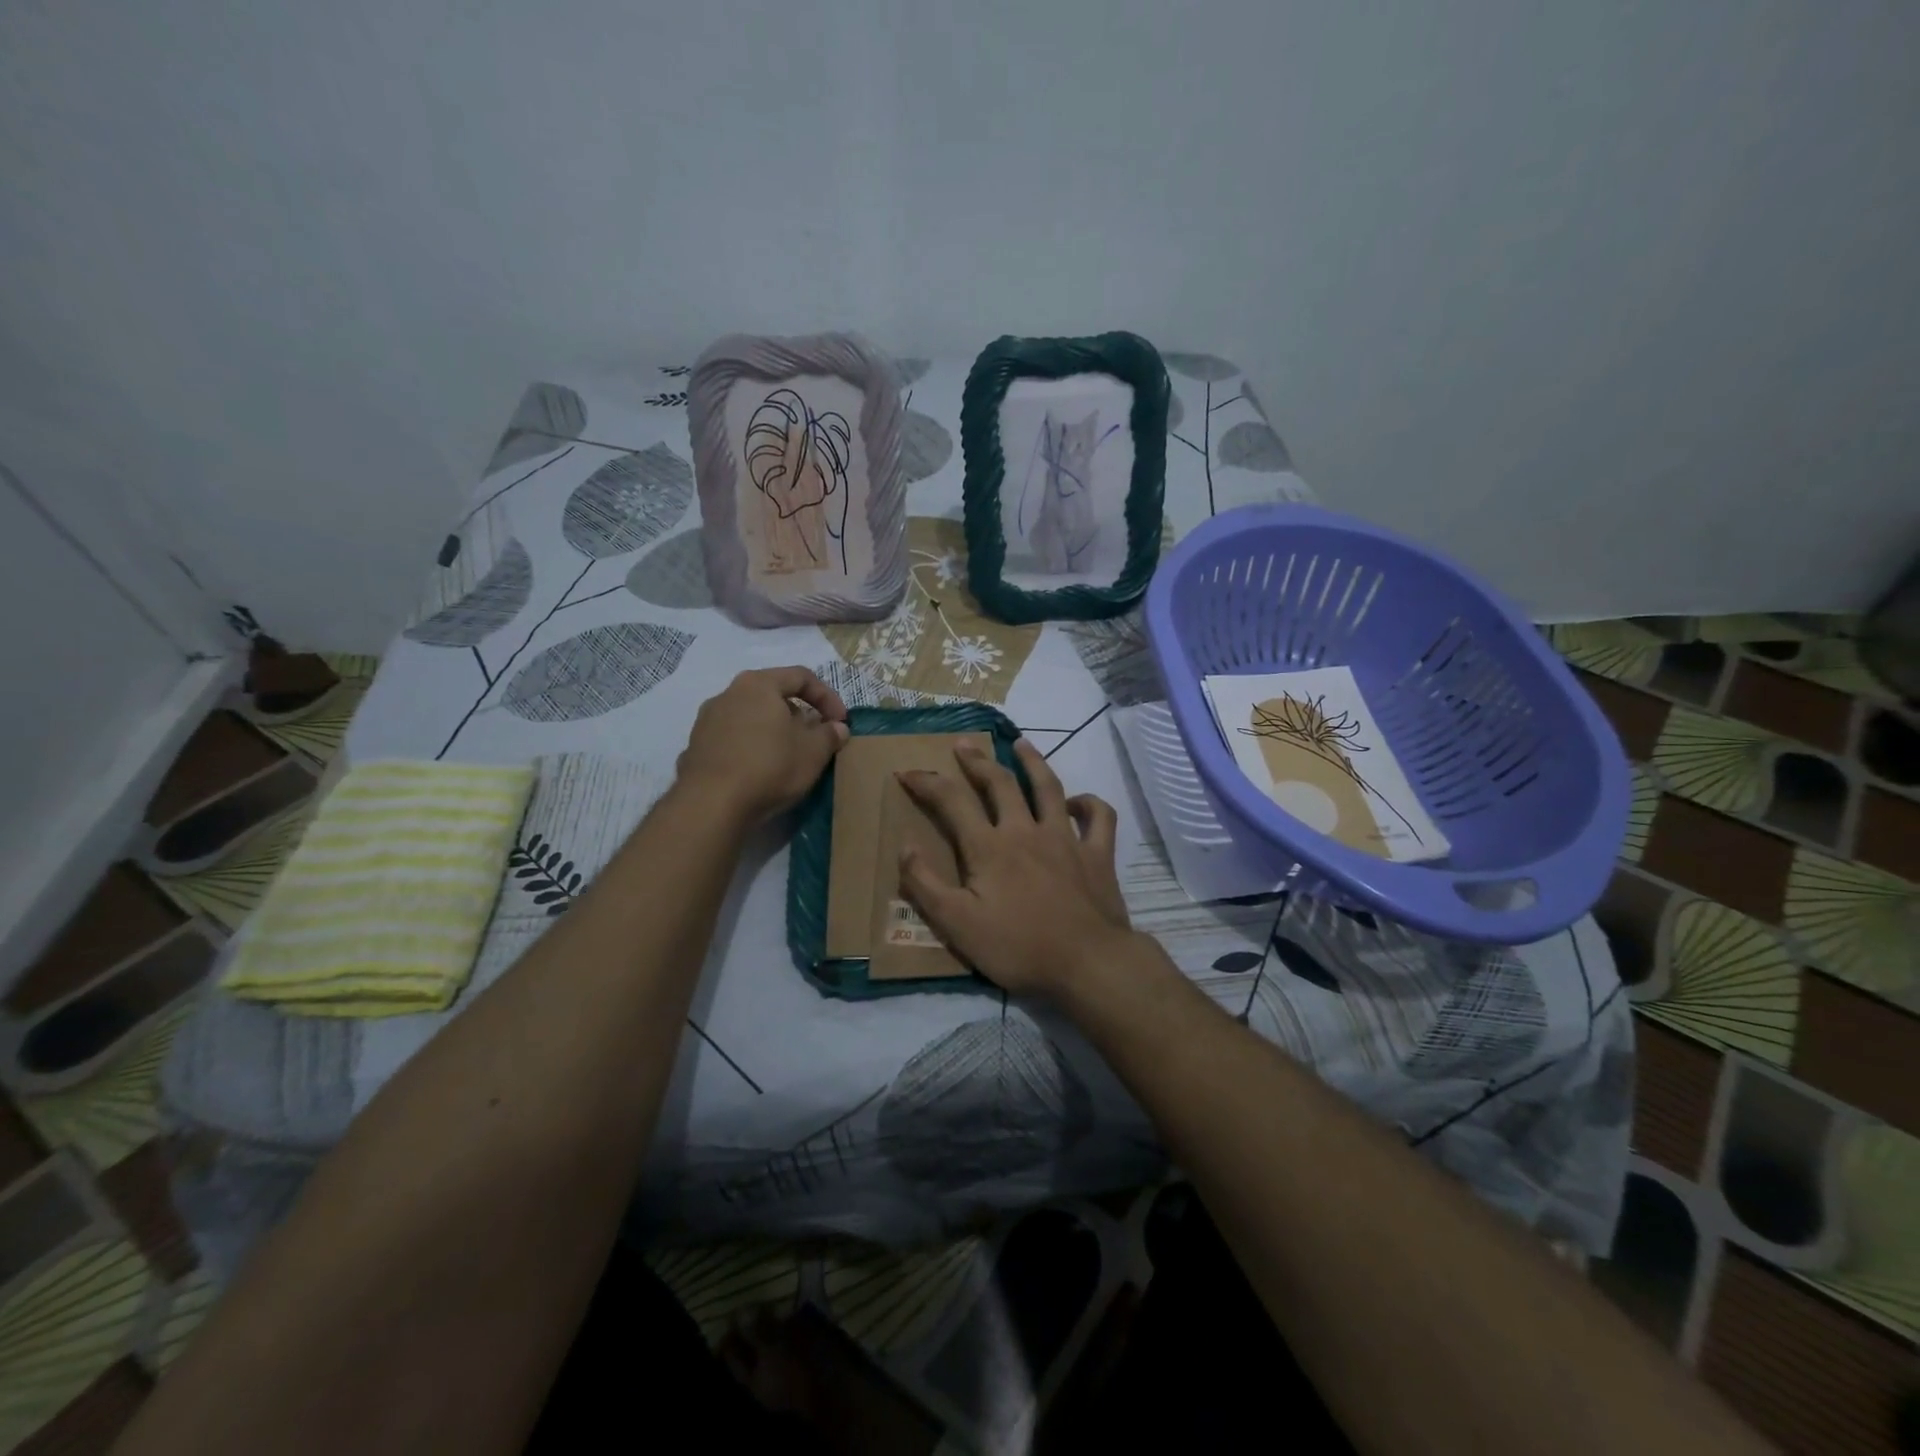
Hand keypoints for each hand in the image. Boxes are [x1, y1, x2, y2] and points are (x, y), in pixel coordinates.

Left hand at [677, 667, 848, 823]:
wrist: (711, 804)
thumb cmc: (770, 766)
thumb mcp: (814, 752)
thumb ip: (829, 734)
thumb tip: (837, 728)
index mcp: (758, 684)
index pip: (801, 677)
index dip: (828, 697)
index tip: (840, 722)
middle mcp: (728, 694)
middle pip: (772, 695)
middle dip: (799, 714)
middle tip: (814, 738)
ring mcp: (707, 720)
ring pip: (750, 717)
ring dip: (773, 731)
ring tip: (788, 756)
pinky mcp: (696, 747)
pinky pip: (732, 739)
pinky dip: (751, 748)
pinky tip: (760, 772)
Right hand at [897, 739, 1133, 998]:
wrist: (1087, 963)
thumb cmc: (1018, 947)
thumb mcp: (957, 925)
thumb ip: (926, 885)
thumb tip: (905, 847)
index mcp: (989, 847)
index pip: (951, 801)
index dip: (927, 782)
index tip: (907, 772)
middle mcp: (1025, 830)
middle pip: (1000, 783)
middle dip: (978, 761)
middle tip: (964, 744)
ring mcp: (1066, 838)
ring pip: (1049, 787)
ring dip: (1033, 761)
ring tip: (1021, 743)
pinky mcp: (1098, 854)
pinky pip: (1098, 817)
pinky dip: (1088, 803)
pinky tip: (1077, 802)